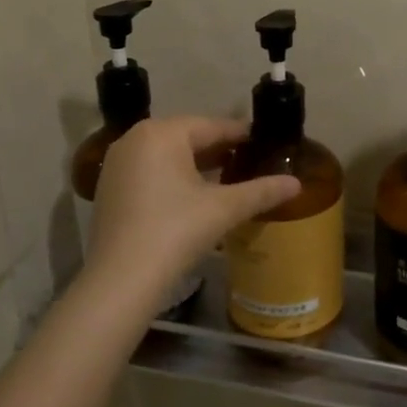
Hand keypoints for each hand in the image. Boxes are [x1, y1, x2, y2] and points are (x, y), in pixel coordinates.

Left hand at [85, 116, 299, 310]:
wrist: (121, 280)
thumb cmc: (175, 231)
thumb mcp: (223, 209)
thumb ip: (261, 191)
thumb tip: (296, 183)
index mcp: (161, 133)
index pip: (212, 126)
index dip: (241, 135)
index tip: (265, 142)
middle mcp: (134, 139)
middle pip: (188, 137)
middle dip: (219, 149)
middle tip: (251, 161)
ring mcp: (117, 164)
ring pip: (168, 155)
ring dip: (197, 164)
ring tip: (229, 177)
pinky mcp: (109, 189)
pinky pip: (150, 171)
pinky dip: (174, 178)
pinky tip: (195, 196)